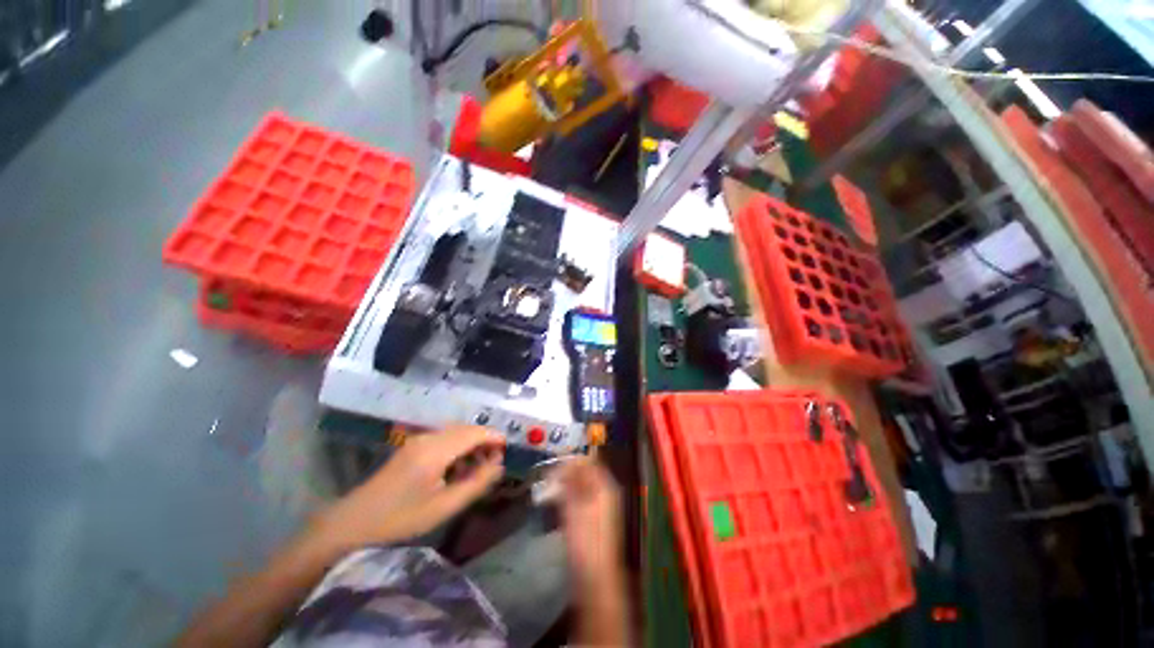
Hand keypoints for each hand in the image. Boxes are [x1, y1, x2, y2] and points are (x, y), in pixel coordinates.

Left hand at [314, 426, 505, 550]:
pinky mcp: (412, 446)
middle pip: (467, 429)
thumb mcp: (443, 507)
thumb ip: (476, 484)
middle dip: (485, 442)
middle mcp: (428, 437)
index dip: (495, 438)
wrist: (352, 524)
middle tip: (494, 465)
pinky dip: (458, 448)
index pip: (475, 432)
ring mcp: (418, 440)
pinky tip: (458, 468)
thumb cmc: (399, 519)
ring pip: (456, 433)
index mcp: (436, 450)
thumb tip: (500, 465)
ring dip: (472, 444)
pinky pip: (444, 439)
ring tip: (478, 468)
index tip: (507, 453)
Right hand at [555, 458, 623, 591]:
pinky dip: (567, 498)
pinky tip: (554, 503)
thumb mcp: (574, 508)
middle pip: (584, 474)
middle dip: (566, 474)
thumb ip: (569, 484)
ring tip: (547, 490)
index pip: (589, 462)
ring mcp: (599, 507)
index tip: (552, 463)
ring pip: (580, 487)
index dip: (571, 461)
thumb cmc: (586, 542)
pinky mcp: (591, 520)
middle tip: (546, 478)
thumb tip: (561, 464)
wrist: (596, 580)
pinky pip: (578, 500)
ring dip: (564, 486)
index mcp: (605, 486)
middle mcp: (605, 493)